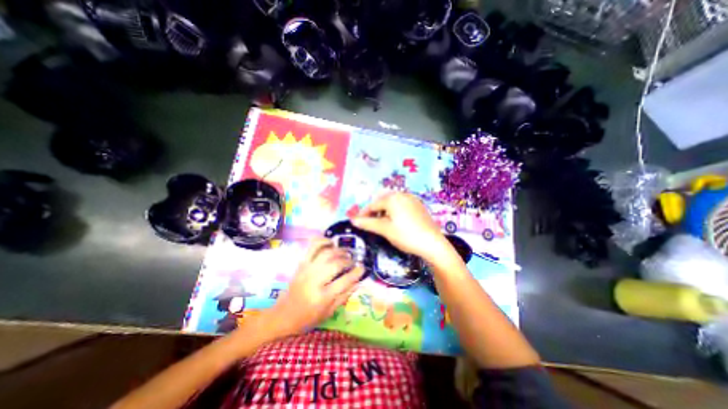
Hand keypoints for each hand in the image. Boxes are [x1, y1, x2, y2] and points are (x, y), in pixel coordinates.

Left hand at [267, 239, 361, 336]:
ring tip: (345, 253)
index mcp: (322, 297)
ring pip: (326, 253)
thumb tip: (358, 281)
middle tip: (353, 261)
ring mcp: (306, 270)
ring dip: (339, 250)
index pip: (344, 281)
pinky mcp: (301, 264)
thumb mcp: (328, 312)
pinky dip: (323, 241)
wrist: (282, 315)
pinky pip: (312, 247)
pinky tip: (331, 242)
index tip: (362, 267)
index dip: (356, 272)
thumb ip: (344, 296)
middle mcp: (314, 281)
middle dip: (348, 260)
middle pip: (336, 264)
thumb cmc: (307, 318)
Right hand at [351, 190, 450, 257]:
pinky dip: (394, 211)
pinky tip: (396, 221)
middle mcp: (402, 194)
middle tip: (370, 223)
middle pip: (382, 201)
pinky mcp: (418, 205)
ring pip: (392, 203)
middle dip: (374, 212)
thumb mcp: (385, 229)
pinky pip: (402, 205)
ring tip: (382, 223)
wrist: (433, 243)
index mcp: (393, 198)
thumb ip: (368, 223)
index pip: (373, 204)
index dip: (363, 214)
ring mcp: (412, 199)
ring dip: (384, 211)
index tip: (357, 222)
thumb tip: (353, 220)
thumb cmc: (406, 235)